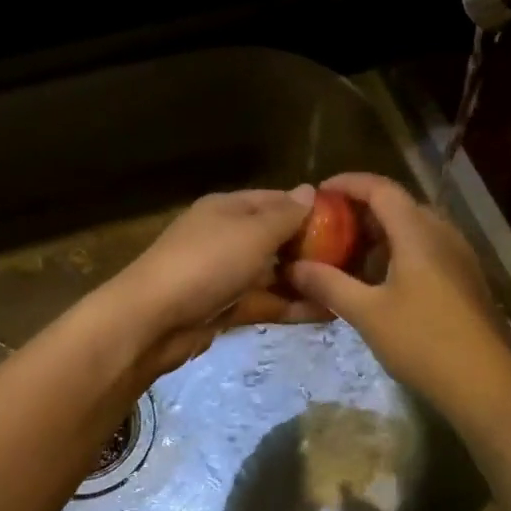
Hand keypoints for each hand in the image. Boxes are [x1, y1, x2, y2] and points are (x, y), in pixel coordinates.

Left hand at [102, 187, 331, 378]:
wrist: (153, 320)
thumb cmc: (206, 264)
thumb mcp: (252, 233)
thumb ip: (285, 215)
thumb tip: (310, 190)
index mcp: (228, 209)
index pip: (276, 200)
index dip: (309, 208)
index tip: (348, 222)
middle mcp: (227, 237)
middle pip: (276, 238)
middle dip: (312, 248)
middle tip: (357, 261)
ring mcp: (225, 275)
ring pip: (273, 274)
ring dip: (306, 281)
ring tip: (349, 290)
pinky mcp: (226, 308)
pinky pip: (265, 302)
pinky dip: (292, 306)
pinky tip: (327, 313)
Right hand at [286, 173, 510, 416]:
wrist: (485, 383)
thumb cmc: (423, 341)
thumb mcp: (367, 313)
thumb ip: (329, 285)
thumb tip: (294, 267)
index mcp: (418, 232)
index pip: (381, 188)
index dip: (348, 183)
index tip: (319, 193)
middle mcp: (442, 234)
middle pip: (399, 205)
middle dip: (362, 210)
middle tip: (329, 226)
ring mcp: (459, 257)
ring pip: (415, 229)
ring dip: (381, 234)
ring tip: (349, 254)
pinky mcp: (466, 280)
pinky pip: (427, 250)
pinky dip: (399, 252)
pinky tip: (381, 281)